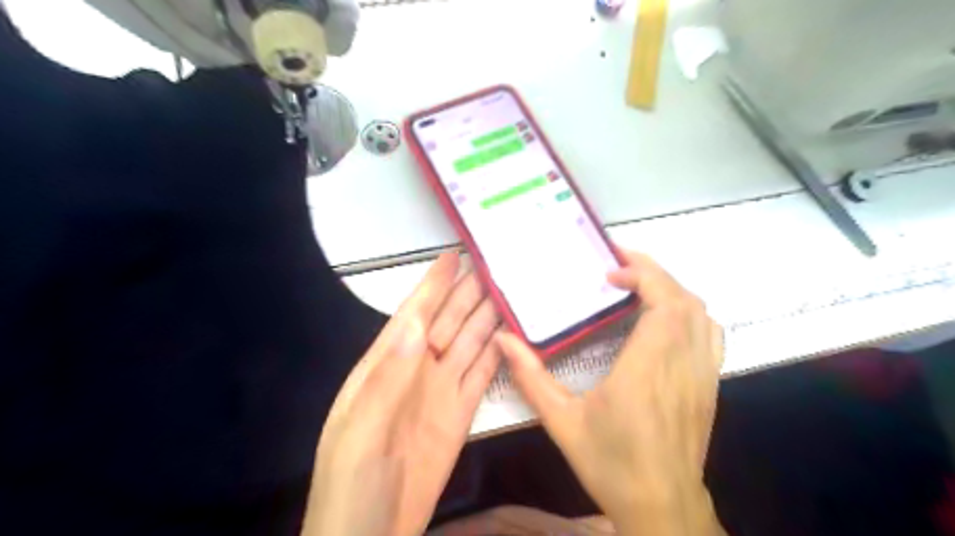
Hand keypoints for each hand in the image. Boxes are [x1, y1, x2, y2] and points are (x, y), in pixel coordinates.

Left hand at [303, 253, 500, 534]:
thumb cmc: (350, 483)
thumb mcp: (359, 431)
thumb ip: (388, 378)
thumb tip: (415, 325)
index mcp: (386, 366)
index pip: (413, 314)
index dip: (433, 284)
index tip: (454, 254)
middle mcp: (417, 370)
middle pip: (447, 321)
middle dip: (468, 292)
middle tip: (496, 264)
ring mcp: (441, 391)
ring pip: (469, 342)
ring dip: (487, 317)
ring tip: (510, 291)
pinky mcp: (461, 414)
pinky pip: (482, 375)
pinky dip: (497, 353)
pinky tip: (513, 336)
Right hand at [501, 251, 725, 535]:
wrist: (661, 505)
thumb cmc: (610, 462)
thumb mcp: (561, 421)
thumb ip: (530, 377)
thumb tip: (503, 340)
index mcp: (645, 369)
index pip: (663, 304)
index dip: (643, 276)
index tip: (610, 274)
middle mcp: (681, 365)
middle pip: (684, 300)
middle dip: (654, 273)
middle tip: (619, 266)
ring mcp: (701, 374)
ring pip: (701, 314)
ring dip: (672, 290)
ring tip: (639, 286)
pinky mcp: (710, 385)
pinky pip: (710, 334)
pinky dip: (689, 312)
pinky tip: (664, 318)